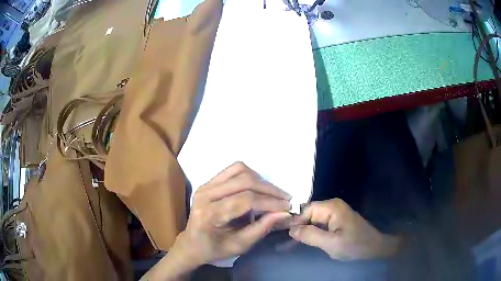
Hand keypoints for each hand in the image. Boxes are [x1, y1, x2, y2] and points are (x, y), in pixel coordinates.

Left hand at [176, 162, 291, 265]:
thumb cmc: (214, 249)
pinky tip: (258, 187)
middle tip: (285, 199)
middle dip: (269, 189)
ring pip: (239, 170)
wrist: (192, 243)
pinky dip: (250, 175)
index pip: (245, 200)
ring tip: (273, 194)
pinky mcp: (208, 182)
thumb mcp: (239, 246)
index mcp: (210, 214)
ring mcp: (205, 185)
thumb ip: (262, 228)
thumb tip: (284, 213)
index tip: (287, 207)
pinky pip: (233, 170)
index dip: (270, 202)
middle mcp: (205, 194)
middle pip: (244, 181)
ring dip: (260, 180)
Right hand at [289, 199, 400, 259]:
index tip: (289, 236)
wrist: (374, 247)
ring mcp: (335, 211)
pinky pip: (319, 222)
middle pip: (308, 213)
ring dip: (306, 229)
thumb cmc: (354, 245)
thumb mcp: (331, 244)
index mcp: (331, 207)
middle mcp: (332, 205)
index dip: (295, 222)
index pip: (305, 209)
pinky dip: (313, 231)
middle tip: (293, 242)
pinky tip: (310, 240)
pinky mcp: (337, 218)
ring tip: (299, 242)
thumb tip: (290, 229)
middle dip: (300, 226)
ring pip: (313, 218)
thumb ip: (310, 235)